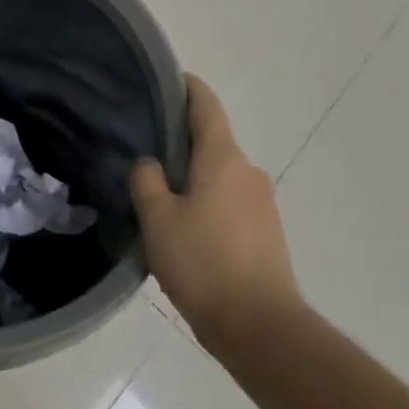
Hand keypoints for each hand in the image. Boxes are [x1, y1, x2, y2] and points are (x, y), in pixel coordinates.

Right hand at [131, 75, 303, 356]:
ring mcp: (262, 203)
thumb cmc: (204, 263)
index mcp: (223, 158)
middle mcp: (248, 171)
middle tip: (143, 147)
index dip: (186, 87)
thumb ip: (147, 181)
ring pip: (219, 175)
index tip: (165, 80)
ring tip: (157, 194)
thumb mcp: (158, 219)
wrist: (262, 329)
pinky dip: (206, 202)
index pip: (205, 105)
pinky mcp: (266, 233)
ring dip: (192, 177)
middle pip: (211, 141)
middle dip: (180, 140)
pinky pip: (229, 202)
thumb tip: (149, 164)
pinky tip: (183, 228)